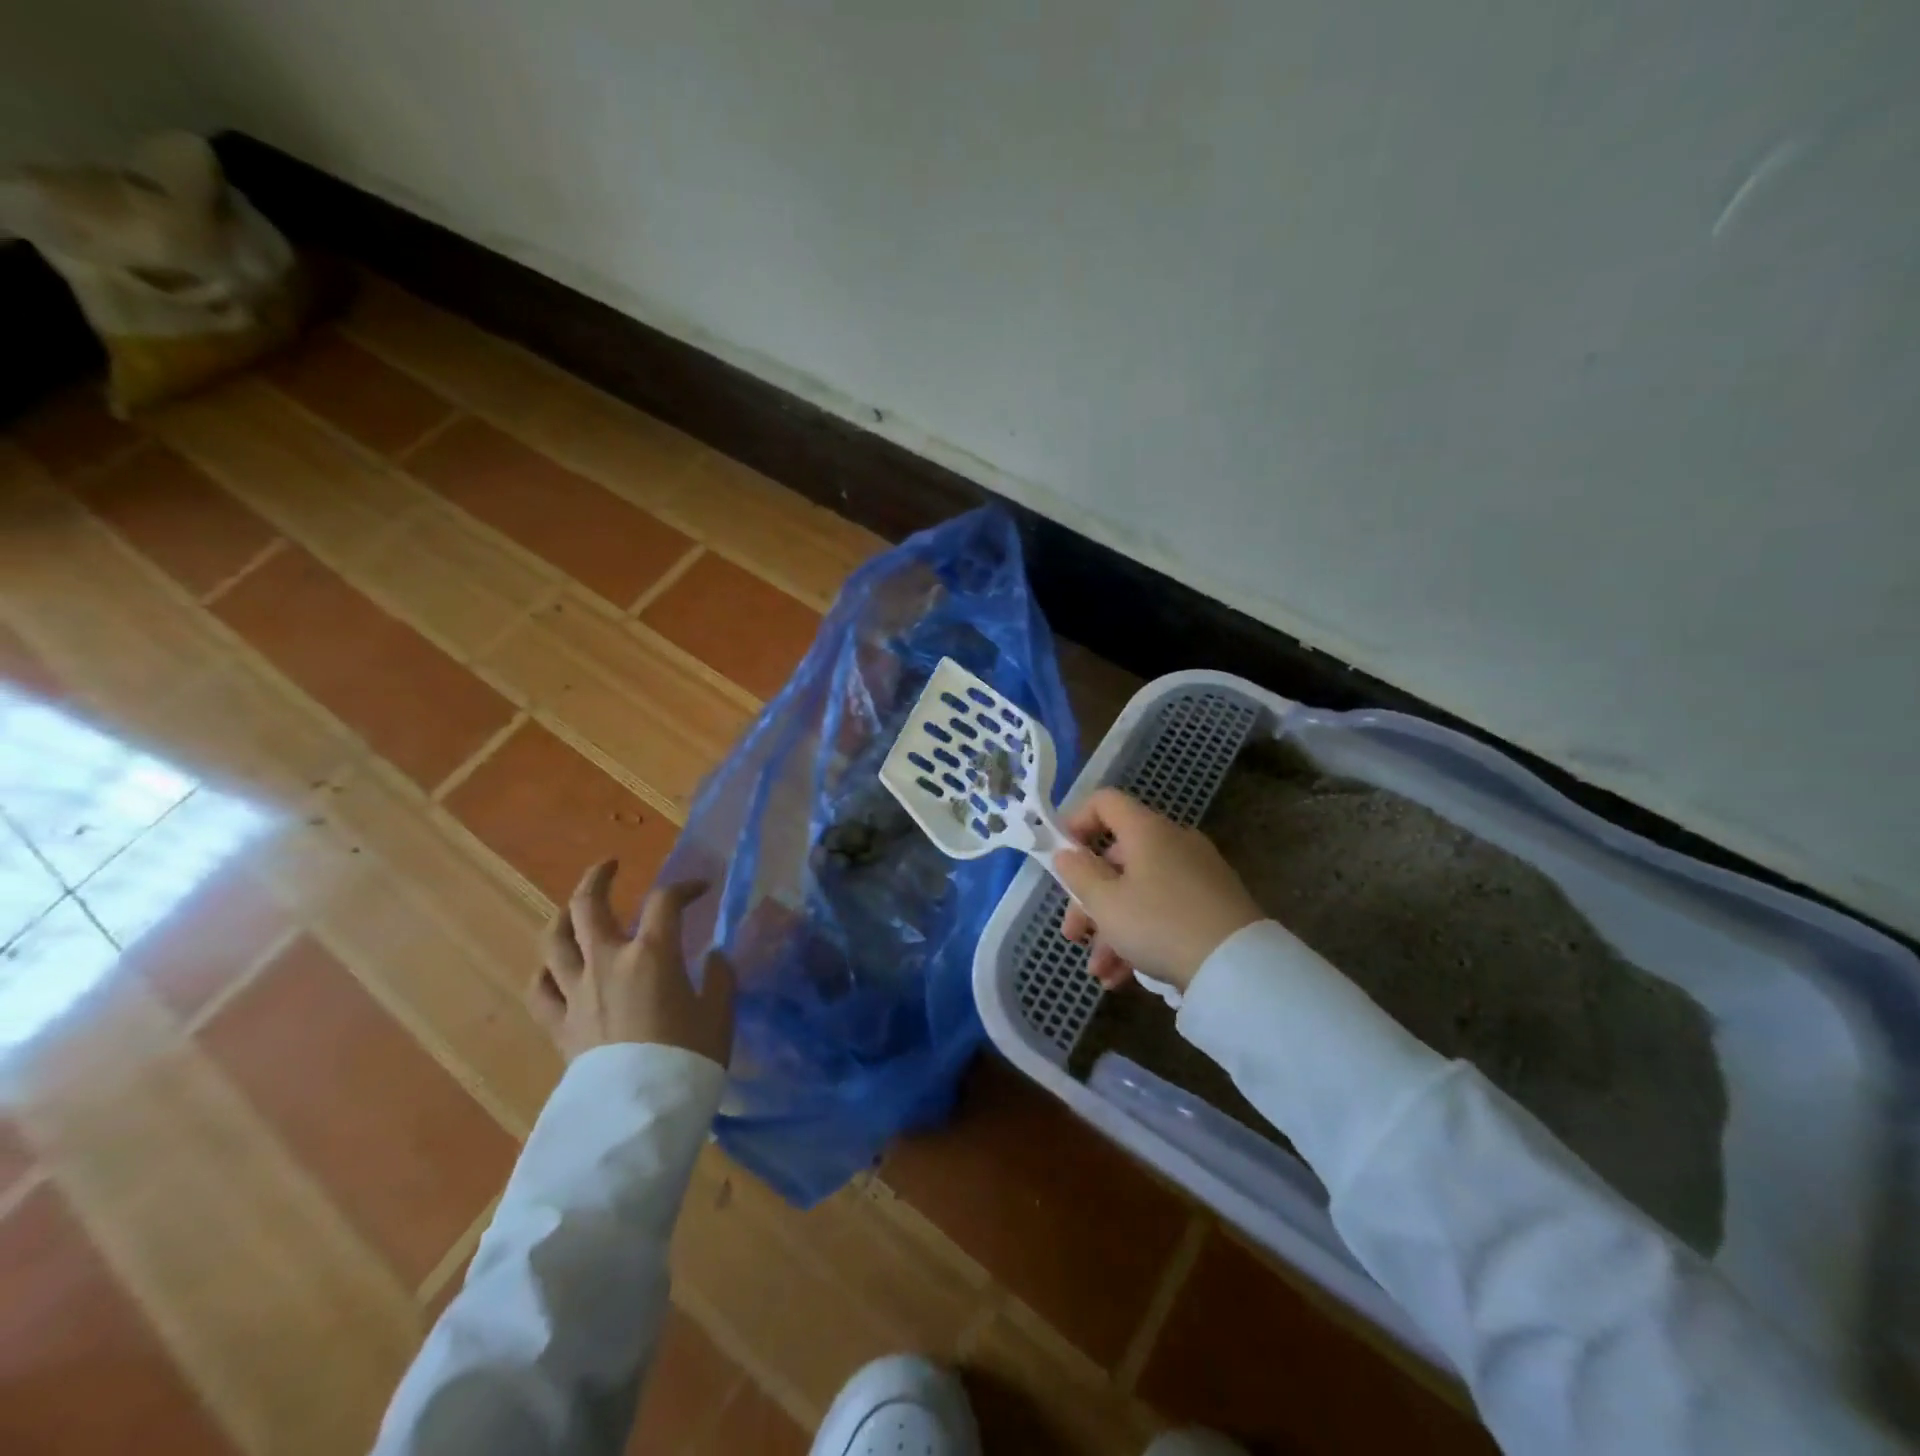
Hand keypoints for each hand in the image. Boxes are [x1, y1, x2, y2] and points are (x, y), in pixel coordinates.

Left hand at [530, 860, 736, 1066]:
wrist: (640, 1114)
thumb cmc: (688, 1059)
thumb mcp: (719, 1014)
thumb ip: (719, 978)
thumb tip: (714, 957)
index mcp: (651, 954)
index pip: (666, 901)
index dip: (685, 887)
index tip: (701, 889)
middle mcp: (607, 962)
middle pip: (588, 906)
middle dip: (598, 878)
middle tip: (610, 865)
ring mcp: (577, 992)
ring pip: (554, 941)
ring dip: (563, 916)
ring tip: (574, 908)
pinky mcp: (560, 1024)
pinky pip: (540, 989)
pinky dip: (545, 971)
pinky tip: (553, 967)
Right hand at [1054, 788, 1262, 993]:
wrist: (1237, 966)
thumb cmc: (1159, 924)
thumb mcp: (1105, 903)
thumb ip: (1079, 874)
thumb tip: (1067, 854)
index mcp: (1146, 830)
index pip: (1104, 802)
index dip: (1076, 822)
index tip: (1062, 858)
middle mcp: (1173, 842)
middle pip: (1117, 858)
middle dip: (1089, 899)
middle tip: (1073, 935)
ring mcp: (1196, 873)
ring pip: (1139, 891)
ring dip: (1111, 928)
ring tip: (1100, 971)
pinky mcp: (1212, 904)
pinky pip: (1164, 909)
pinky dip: (1141, 935)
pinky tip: (1123, 976)